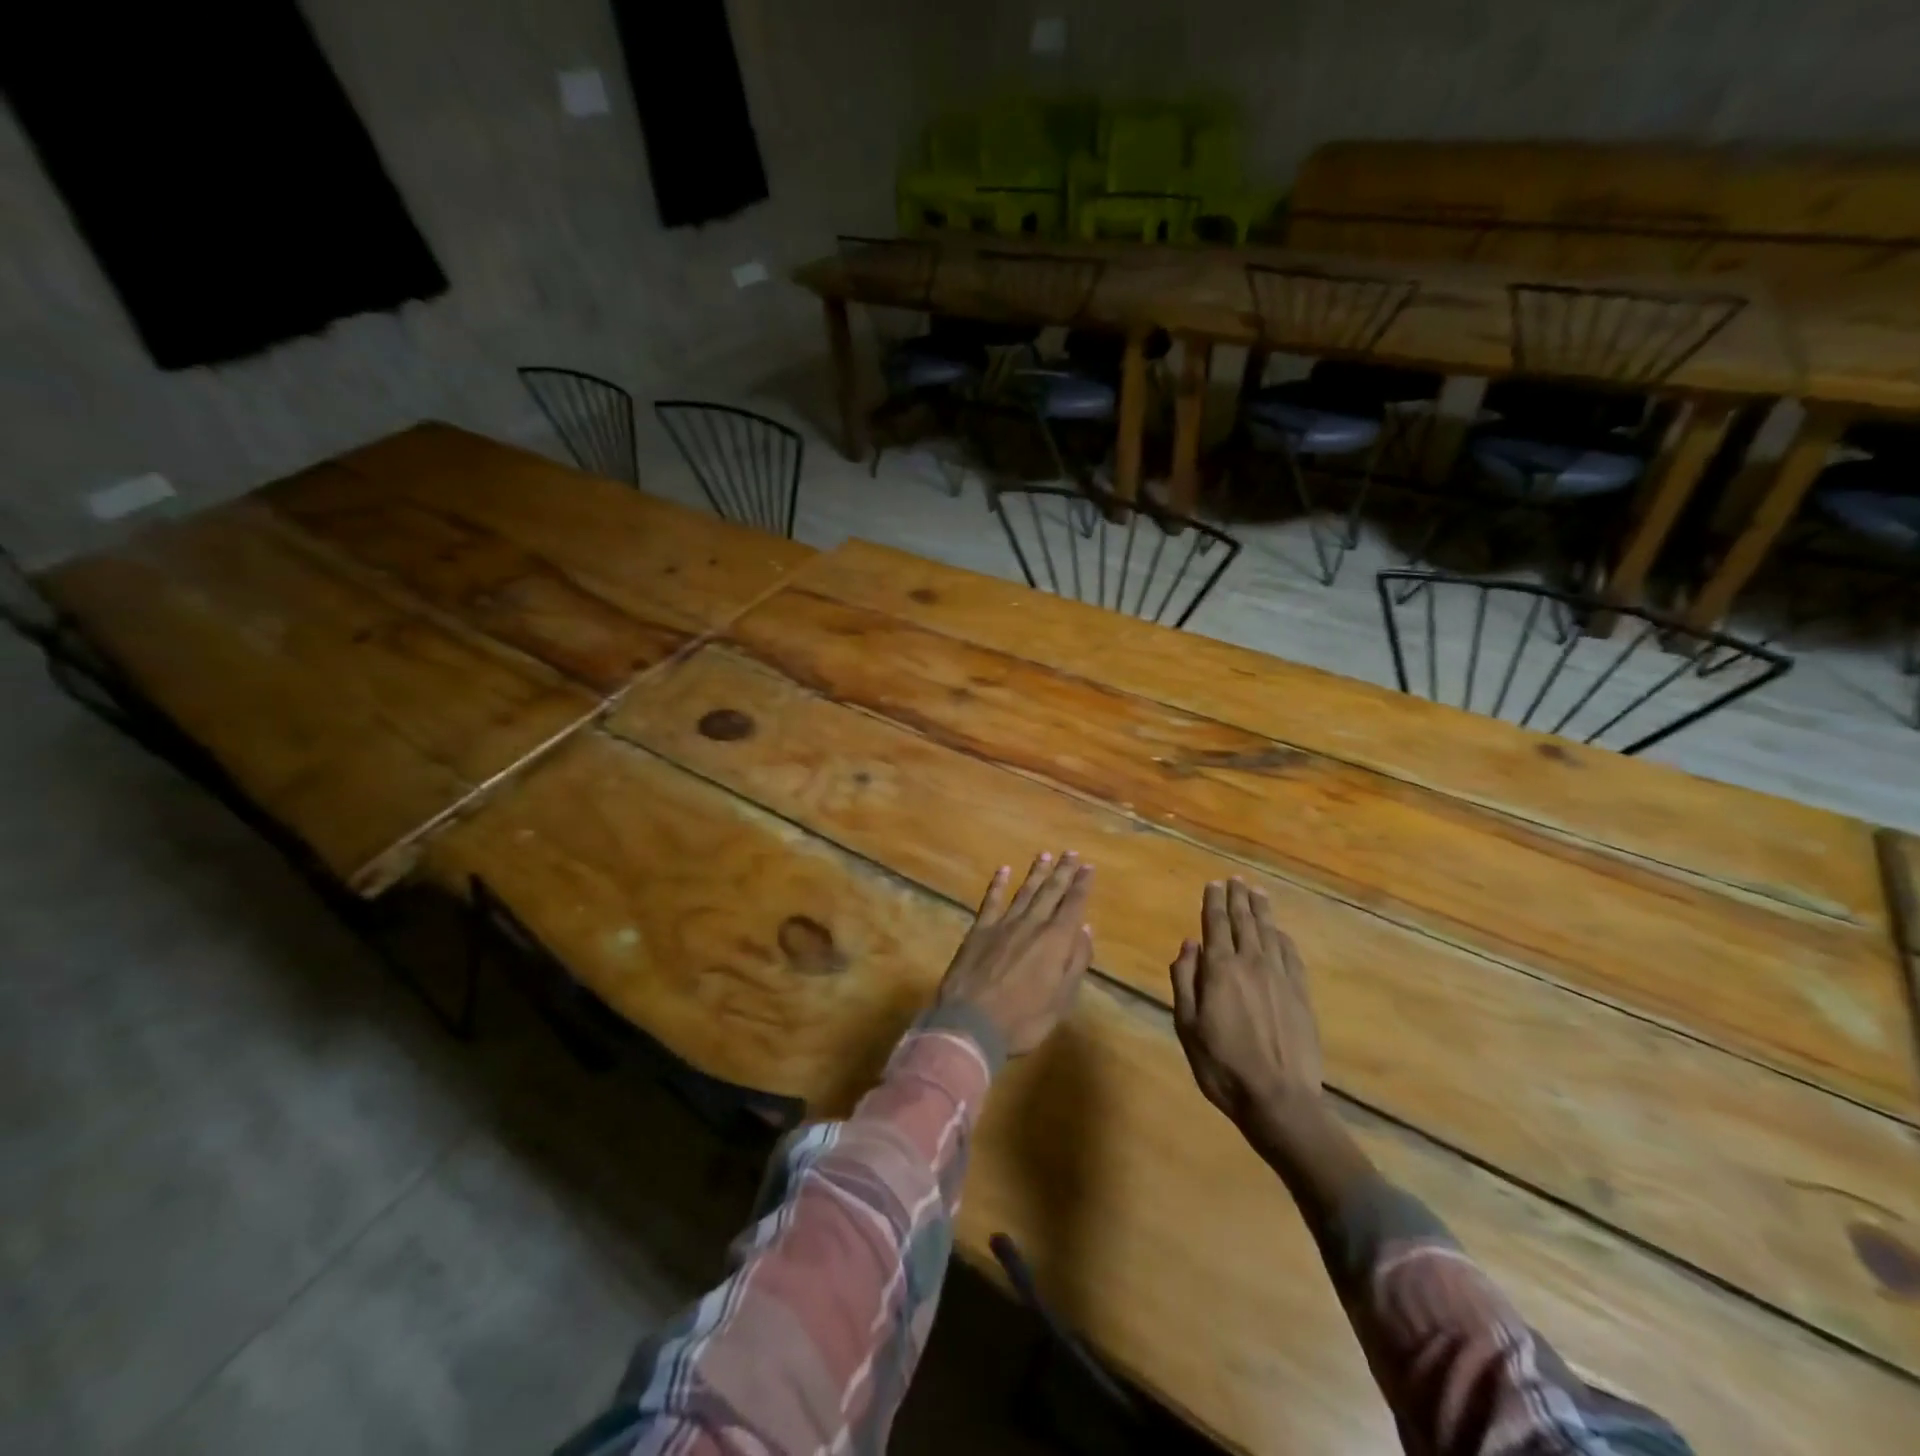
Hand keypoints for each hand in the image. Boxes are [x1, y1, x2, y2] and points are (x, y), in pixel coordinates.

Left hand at [938, 852, 1093, 1056]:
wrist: (970, 1023)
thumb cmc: (1023, 1019)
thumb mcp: (1061, 1000)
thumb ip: (1075, 963)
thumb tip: (1085, 930)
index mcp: (1056, 941)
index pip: (1073, 906)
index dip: (1081, 885)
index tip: (1088, 867)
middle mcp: (1032, 925)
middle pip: (1050, 892)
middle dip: (1062, 872)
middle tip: (1071, 853)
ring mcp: (1003, 925)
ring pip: (1024, 892)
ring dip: (1036, 873)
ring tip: (1045, 854)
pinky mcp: (979, 930)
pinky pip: (991, 901)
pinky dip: (998, 884)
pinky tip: (1003, 870)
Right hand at [1170, 878, 1324, 1132]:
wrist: (1279, 1099)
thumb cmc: (1222, 1065)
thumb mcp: (1187, 1026)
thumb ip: (1185, 981)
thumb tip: (1189, 945)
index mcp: (1220, 969)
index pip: (1215, 924)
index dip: (1213, 902)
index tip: (1213, 884)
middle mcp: (1251, 963)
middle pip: (1244, 922)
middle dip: (1238, 898)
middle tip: (1236, 880)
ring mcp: (1280, 977)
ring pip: (1269, 932)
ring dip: (1261, 910)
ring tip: (1256, 893)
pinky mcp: (1301, 994)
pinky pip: (1291, 955)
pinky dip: (1282, 938)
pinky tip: (1279, 932)